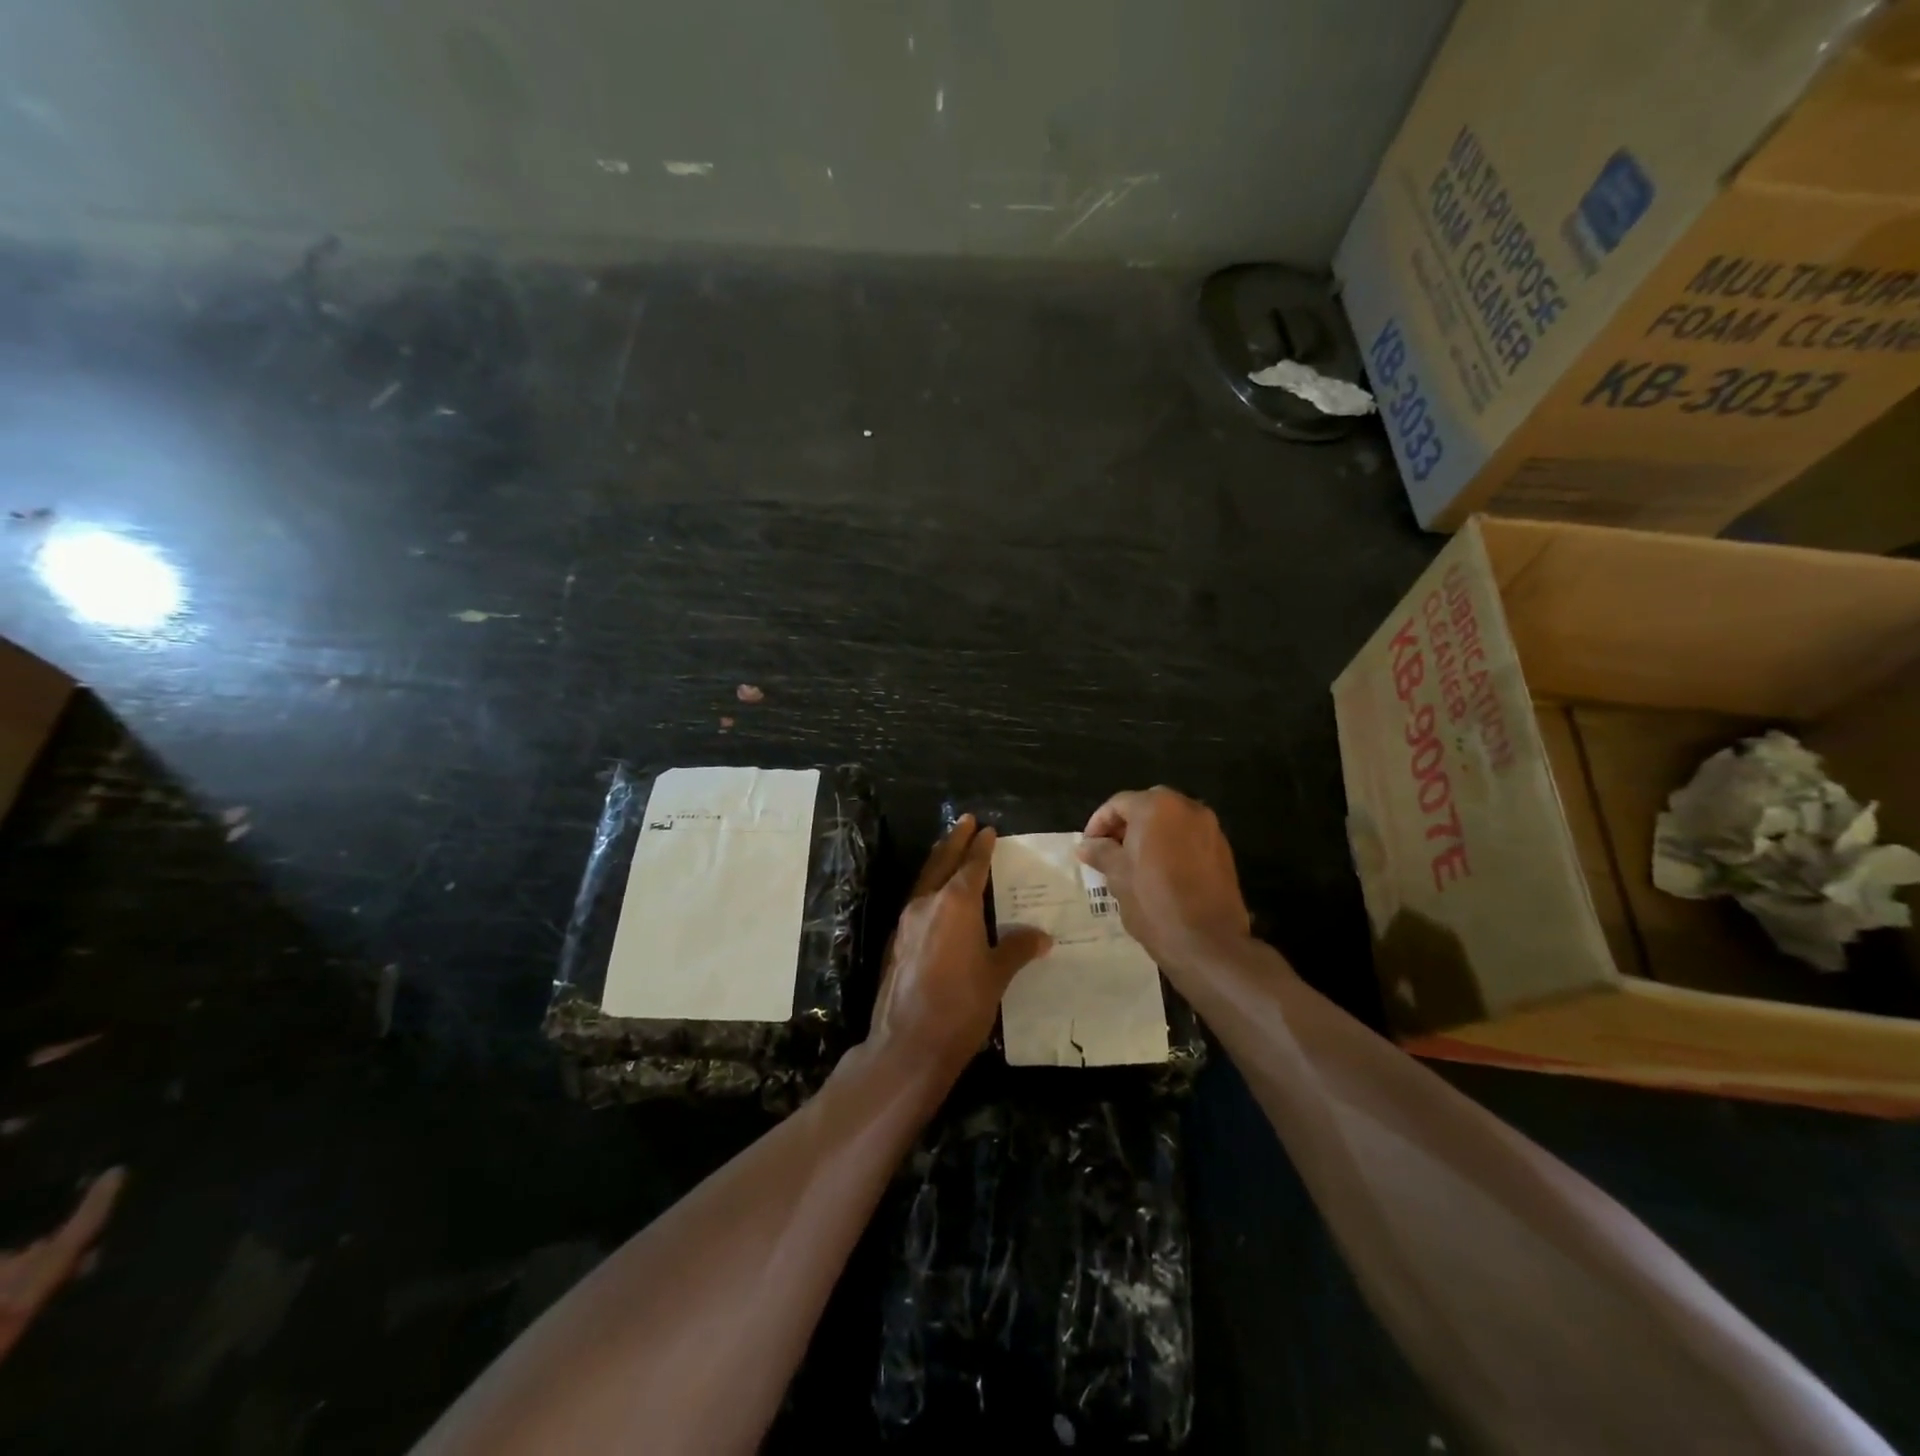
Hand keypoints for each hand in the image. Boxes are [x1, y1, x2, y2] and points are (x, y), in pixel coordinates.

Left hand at [867, 815, 1051, 1081]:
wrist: (908, 1043)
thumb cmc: (961, 1006)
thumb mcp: (997, 976)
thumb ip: (1016, 949)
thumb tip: (1041, 936)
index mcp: (956, 903)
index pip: (972, 865)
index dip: (981, 847)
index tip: (988, 830)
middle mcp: (927, 903)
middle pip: (942, 862)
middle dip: (955, 840)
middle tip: (965, 820)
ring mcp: (906, 922)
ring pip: (925, 880)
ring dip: (939, 862)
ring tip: (949, 850)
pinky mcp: (896, 942)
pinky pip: (916, 903)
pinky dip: (929, 889)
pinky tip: (935, 899)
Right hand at [1077, 787, 1251, 976]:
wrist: (1207, 942)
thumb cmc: (1154, 903)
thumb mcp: (1117, 876)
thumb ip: (1100, 852)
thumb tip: (1086, 845)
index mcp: (1157, 807)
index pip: (1118, 804)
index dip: (1098, 824)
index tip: (1088, 847)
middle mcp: (1187, 808)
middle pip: (1147, 807)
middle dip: (1126, 825)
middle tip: (1109, 851)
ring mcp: (1210, 828)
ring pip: (1171, 822)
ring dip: (1150, 835)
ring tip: (1133, 864)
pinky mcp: (1223, 851)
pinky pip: (1189, 838)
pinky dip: (1171, 846)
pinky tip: (1160, 873)